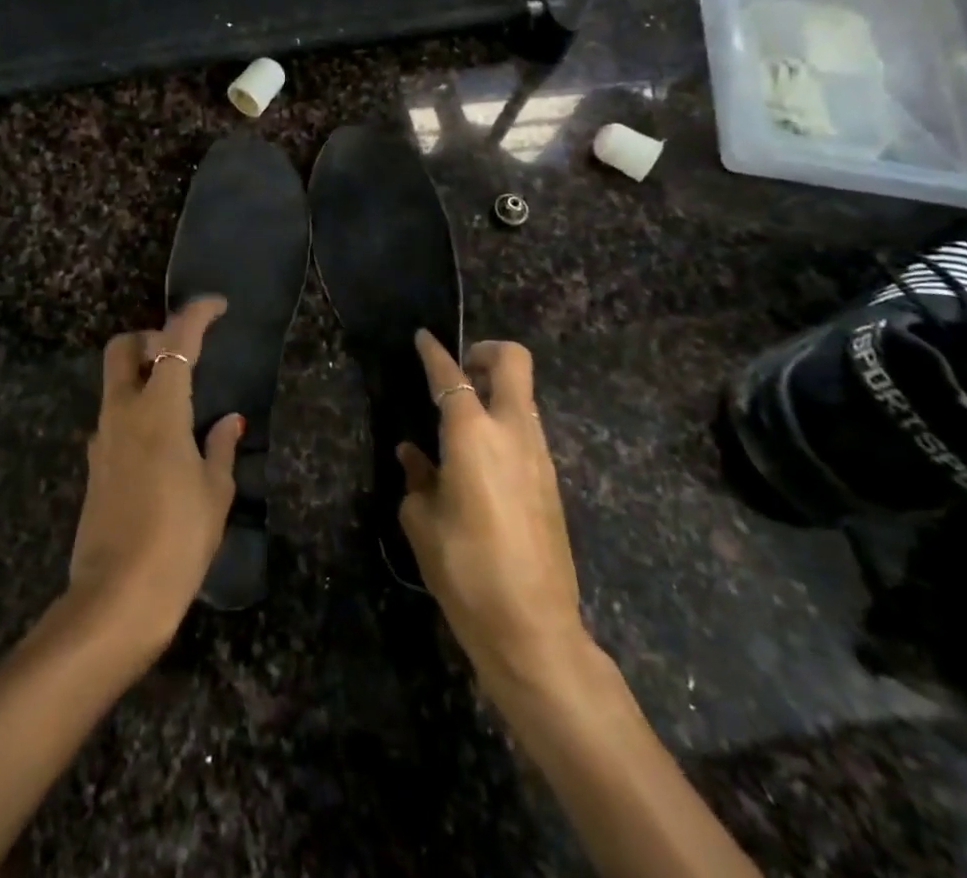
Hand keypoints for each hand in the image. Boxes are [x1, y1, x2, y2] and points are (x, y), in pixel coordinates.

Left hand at [67, 297, 241, 662]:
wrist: (116, 599)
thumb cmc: (178, 540)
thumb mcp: (214, 493)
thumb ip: (220, 448)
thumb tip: (228, 421)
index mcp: (158, 409)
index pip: (175, 340)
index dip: (196, 314)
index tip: (217, 306)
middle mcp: (123, 412)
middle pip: (123, 347)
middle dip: (149, 337)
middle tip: (181, 355)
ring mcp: (102, 438)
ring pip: (115, 382)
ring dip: (142, 375)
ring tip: (178, 404)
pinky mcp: (94, 465)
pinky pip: (113, 418)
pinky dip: (135, 410)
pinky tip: (161, 445)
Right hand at [397, 332, 591, 681]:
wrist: (534, 628)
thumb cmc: (466, 570)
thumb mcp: (423, 522)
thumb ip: (417, 478)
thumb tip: (414, 456)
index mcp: (472, 435)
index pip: (451, 375)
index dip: (433, 352)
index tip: (423, 337)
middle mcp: (512, 432)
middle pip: (513, 361)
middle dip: (485, 352)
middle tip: (459, 371)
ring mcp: (539, 455)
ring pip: (523, 395)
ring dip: (496, 391)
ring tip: (462, 421)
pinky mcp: (551, 480)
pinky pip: (527, 429)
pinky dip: (504, 423)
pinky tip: (479, 460)